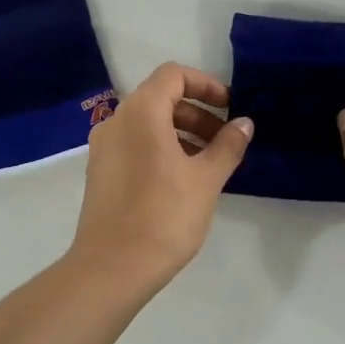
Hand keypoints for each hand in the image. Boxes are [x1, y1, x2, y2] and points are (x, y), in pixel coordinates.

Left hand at [68, 63, 253, 292]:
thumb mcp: (205, 179)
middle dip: (197, 112)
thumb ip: (227, 145)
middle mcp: (116, 121)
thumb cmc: (164, 216)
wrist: (112, 268)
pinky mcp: (100, 172)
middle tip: (224, 140)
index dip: (205, 84)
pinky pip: (134, 144)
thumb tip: (244, 123)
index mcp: (140, 112)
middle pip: (160, 98)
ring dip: (181, 132)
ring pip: (147, 123)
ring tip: (208, 163)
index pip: (173, 75)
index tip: (230, 107)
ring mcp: (103, 148)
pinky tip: (182, 179)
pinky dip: (161, 148)